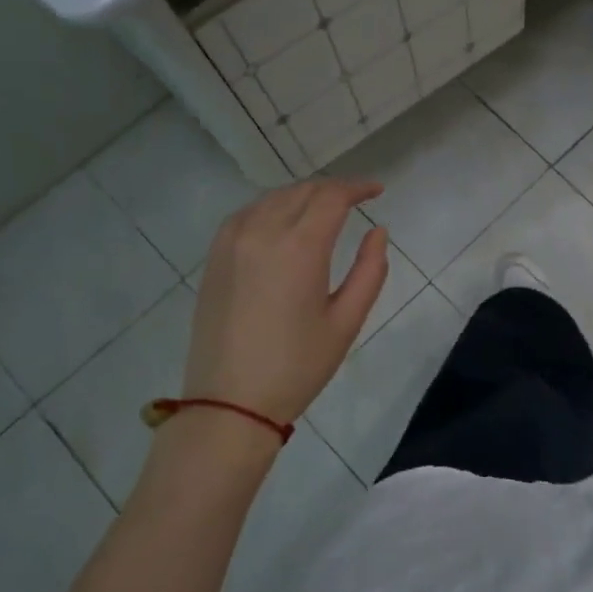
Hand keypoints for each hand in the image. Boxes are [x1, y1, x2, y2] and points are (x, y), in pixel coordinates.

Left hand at [183, 179, 389, 425]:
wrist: (230, 403)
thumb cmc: (298, 366)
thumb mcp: (347, 321)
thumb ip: (370, 270)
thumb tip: (378, 232)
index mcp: (299, 247)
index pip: (331, 197)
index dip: (358, 188)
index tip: (378, 191)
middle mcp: (262, 232)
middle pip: (302, 191)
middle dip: (333, 190)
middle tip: (357, 200)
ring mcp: (231, 242)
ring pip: (273, 198)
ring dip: (303, 196)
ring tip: (324, 209)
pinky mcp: (214, 257)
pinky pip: (247, 214)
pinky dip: (273, 208)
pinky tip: (284, 223)